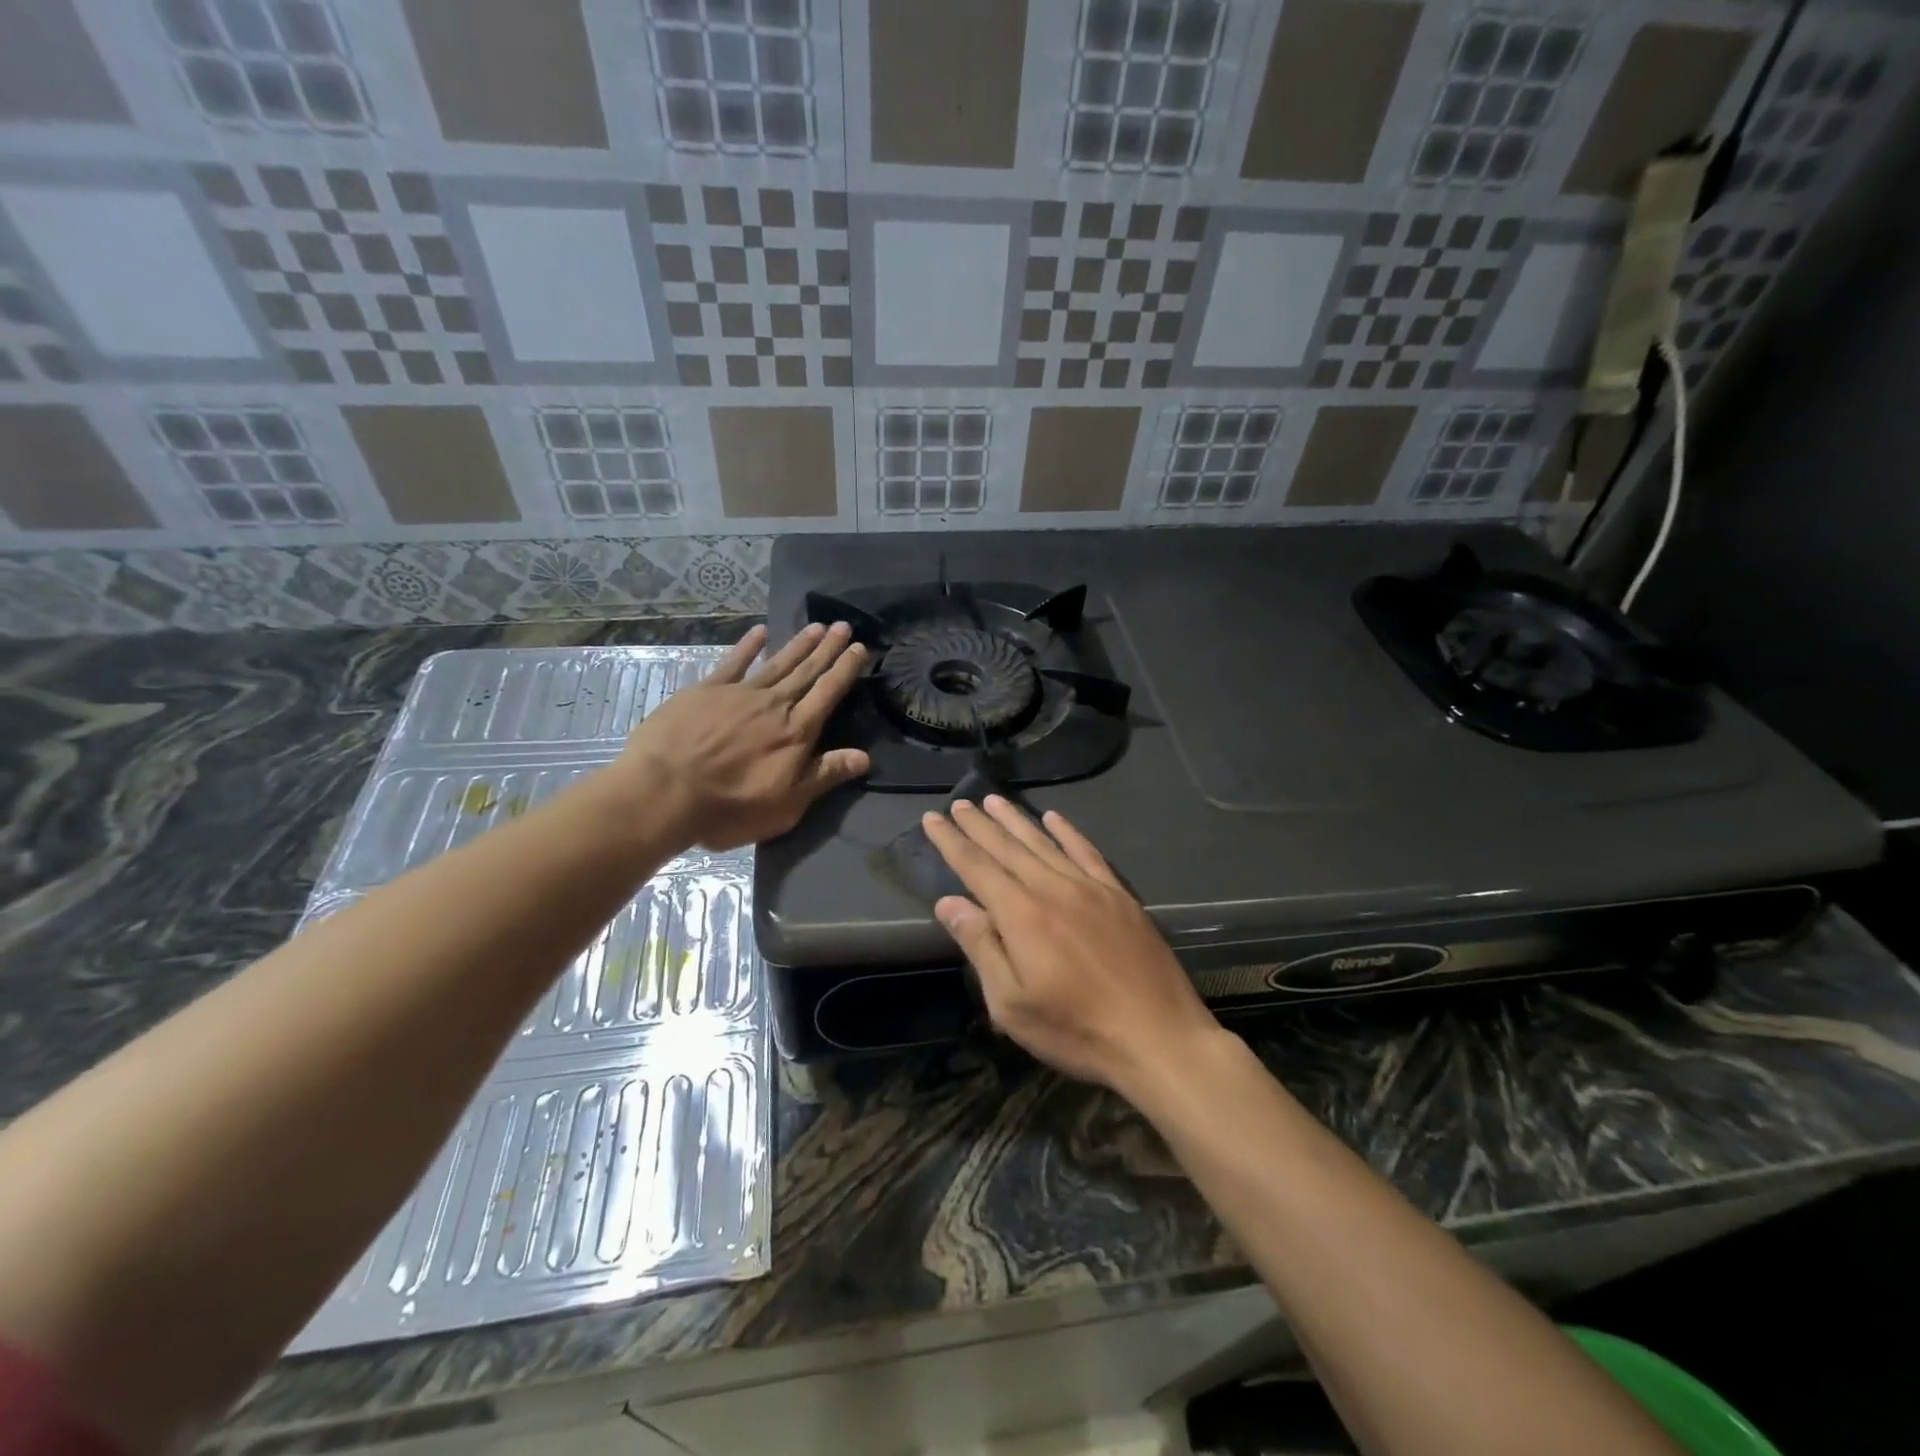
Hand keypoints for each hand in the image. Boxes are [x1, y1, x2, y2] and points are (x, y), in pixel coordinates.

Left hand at [617, 622, 869, 849]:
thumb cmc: (730, 807)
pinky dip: (748, 646)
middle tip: (844, 626)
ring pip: (777, 663)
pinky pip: (733, 662)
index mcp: (796, 732)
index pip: (828, 693)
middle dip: (827, 649)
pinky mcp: (706, 690)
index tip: (860, 648)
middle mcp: (774, 705)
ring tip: (816, 626)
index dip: (845, 669)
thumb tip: (864, 757)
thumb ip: (824, 776)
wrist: (664, 791)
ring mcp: (739, 694)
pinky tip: (760, 632)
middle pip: (806, 672)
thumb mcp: (787, 805)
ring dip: (798, 644)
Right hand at [922, 796, 1222, 1093]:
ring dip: (1016, 820)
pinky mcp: (1119, 895)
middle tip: (960, 803)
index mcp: (1021, 915)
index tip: (932, 818)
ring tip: (994, 800)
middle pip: (1008, 848)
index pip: (976, 867)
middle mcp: (1053, 889)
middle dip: (979, 824)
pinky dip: (1067, 832)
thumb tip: (949, 902)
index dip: (952, 841)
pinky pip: (1086, 852)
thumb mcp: (1012, 1003)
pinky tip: (1054, 818)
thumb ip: (981, 946)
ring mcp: (1090, 888)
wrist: (1159, 1037)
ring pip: (1044, 843)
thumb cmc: (1076, 1030)